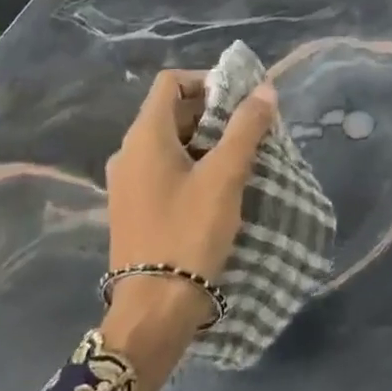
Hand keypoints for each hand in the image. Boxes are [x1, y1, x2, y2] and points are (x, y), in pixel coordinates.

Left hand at [99, 69, 275, 390]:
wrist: (153, 310)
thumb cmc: (189, 232)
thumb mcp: (225, 176)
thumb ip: (246, 128)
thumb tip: (265, 89)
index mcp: (144, 137)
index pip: (170, 83)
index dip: (206, 80)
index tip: (240, 98)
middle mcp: (127, 153)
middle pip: (170, 111)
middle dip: (212, 112)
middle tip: (249, 127)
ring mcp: (126, 183)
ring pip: (169, 142)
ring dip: (204, 140)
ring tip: (240, 157)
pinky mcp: (133, 208)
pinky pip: (163, 169)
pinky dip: (191, 164)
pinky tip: (218, 187)